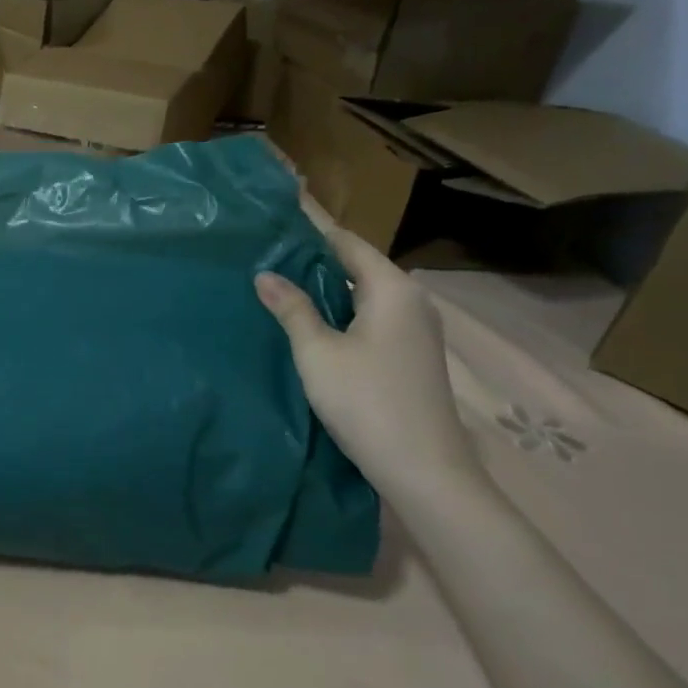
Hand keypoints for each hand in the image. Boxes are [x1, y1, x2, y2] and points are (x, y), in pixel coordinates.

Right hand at [255, 203, 483, 509]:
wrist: (423, 469)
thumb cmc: (367, 402)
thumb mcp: (318, 353)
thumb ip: (292, 310)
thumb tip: (264, 274)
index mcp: (392, 289)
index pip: (347, 242)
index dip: (312, 229)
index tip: (277, 218)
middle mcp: (411, 301)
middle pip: (358, 267)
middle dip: (314, 260)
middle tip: (267, 255)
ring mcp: (416, 330)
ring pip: (364, 295)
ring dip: (326, 289)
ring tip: (280, 285)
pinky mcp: (411, 356)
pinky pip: (371, 318)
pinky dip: (341, 313)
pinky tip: (311, 324)